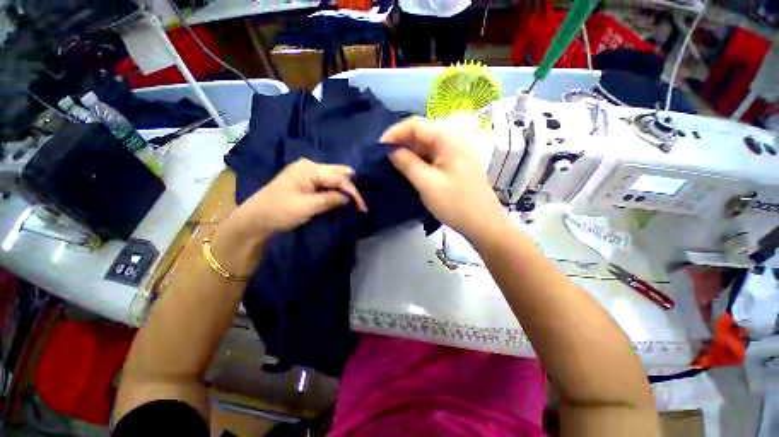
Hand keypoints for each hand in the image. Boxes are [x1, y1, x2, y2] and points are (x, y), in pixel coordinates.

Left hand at [211, 159, 366, 275]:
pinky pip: (326, 183)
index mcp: (309, 168)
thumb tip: (350, 198)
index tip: (363, 206)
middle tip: (359, 203)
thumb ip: (331, 199)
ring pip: (334, 177)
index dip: (353, 191)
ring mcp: (307, 172)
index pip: (339, 177)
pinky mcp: (305, 181)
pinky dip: (335, 191)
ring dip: (344, 189)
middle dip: (351, 187)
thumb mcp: (308, 206)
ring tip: (353, 202)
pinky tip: (341, 198)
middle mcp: (309, 166)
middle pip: (338, 172)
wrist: (255, 219)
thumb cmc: (280, 211)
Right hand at [381, 117, 509, 245]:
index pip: (414, 124)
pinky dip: (419, 161)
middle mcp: (453, 138)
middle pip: (421, 132)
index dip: (394, 133)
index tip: (378, 149)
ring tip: (393, 166)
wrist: (484, 224)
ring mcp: (456, 151)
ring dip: (409, 153)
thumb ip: (407, 163)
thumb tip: (390, 151)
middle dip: (400, 143)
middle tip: (383, 159)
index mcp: (448, 138)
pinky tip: (410, 171)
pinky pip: (433, 155)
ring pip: (426, 145)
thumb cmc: (456, 204)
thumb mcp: (427, 184)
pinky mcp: (456, 163)